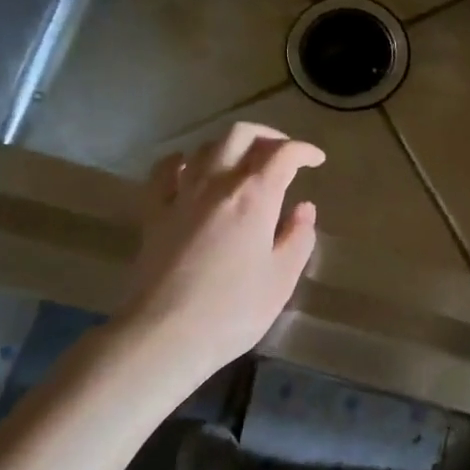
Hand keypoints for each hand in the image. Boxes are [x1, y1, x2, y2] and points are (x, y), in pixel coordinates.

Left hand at [127, 123, 324, 377]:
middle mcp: (217, 184)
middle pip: (241, 136)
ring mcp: (181, 195)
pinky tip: (190, 168)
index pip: (283, 155)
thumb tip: (303, 209)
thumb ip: (297, 237)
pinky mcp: (153, 213)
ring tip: (243, 162)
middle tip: (282, 153)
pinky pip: (165, 171)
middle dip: (267, 136)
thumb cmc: (234, 310)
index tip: (316, 160)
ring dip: (230, 146)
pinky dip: (182, 160)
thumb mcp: (281, 279)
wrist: (165, 333)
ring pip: (206, 147)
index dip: (304, 151)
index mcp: (255, 197)